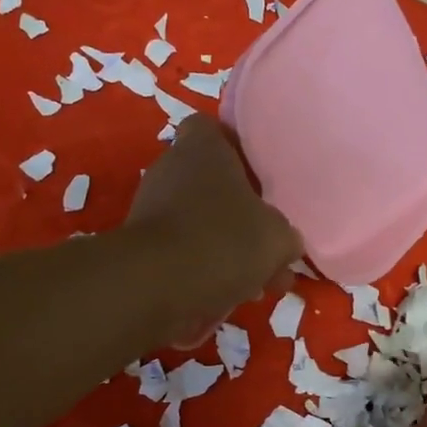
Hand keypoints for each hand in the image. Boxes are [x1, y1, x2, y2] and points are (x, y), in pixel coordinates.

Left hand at [127, 115, 302, 341]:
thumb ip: (285, 236)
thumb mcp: (278, 238)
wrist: (156, 285)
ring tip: (255, 283)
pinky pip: (182, 253)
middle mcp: (171, 169)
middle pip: (209, 184)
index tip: (258, 178)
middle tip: (266, 245)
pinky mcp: (140, 247)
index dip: (235, 150)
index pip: (212, 129)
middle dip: (238, 215)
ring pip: (198, 223)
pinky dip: (203, 271)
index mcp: (203, 149)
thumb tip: (284, 244)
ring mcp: (150, 209)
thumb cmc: (223, 240)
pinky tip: (228, 297)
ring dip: (225, 249)